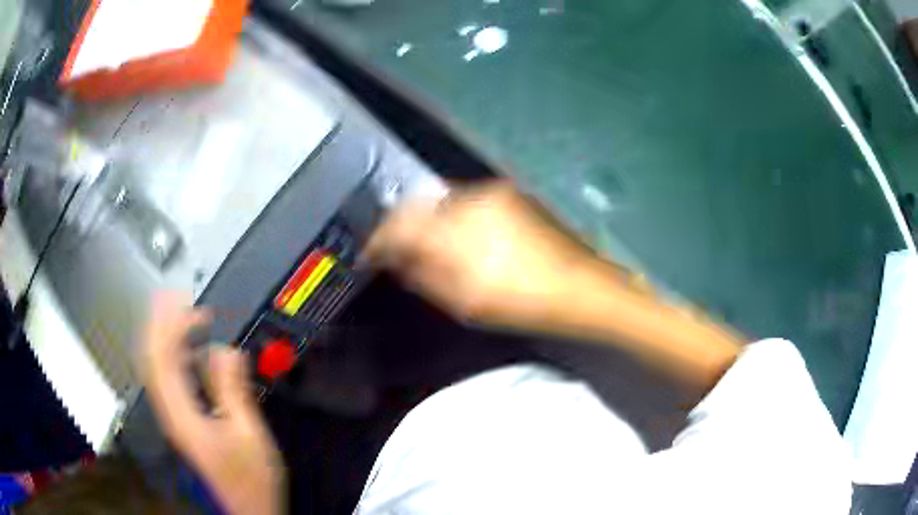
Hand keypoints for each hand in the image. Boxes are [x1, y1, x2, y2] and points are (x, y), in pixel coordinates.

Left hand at [139, 293, 283, 514]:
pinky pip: (168, 380)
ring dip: (165, 337)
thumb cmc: (251, 477)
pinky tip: (190, 351)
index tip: (189, 305)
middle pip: (151, 359)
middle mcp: (170, 412)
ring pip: (156, 368)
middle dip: (160, 324)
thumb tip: (225, 349)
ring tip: (183, 315)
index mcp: (182, 414)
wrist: (247, 507)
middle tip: (179, 298)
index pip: (161, 359)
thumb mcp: (249, 434)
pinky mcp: (182, 421)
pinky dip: (174, 357)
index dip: (169, 325)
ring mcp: (174, 417)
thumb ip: (233, 390)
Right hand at [364, 180, 612, 326]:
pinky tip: (461, 233)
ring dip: (428, 218)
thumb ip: (425, 276)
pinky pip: (467, 198)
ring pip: (443, 199)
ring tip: (428, 243)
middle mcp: (471, 200)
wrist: (582, 285)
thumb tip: (398, 260)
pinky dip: (453, 214)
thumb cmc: (523, 302)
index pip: (400, 224)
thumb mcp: (466, 302)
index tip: (370, 254)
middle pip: (418, 204)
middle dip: (402, 225)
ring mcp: (494, 192)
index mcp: (457, 232)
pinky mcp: (512, 192)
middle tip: (397, 249)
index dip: (379, 239)